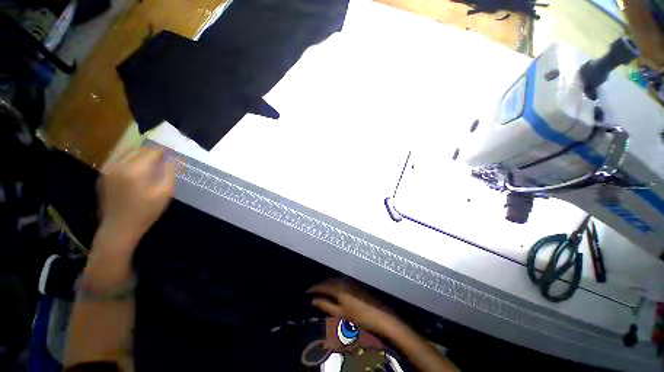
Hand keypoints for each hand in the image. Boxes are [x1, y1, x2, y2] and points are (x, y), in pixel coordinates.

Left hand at [97, 147, 174, 251]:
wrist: (118, 228)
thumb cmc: (146, 211)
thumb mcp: (165, 193)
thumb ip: (170, 173)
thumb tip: (175, 159)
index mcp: (135, 170)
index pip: (152, 151)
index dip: (164, 151)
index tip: (172, 154)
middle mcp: (118, 165)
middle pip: (139, 149)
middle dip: (152, 152)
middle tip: (163, 159)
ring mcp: (108, 170)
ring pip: (127, 152)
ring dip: (140, 155)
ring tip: (150, 163)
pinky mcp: (103, 175)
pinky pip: (118, 160)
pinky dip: (129, 160)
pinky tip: (136, 170)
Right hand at [308, 277, 402, 337]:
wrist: (380, 315)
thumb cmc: (359, 316)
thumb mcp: (340, 313)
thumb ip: (326, 305)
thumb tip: (313, 300)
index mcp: (338, 287)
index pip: (322, 286)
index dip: (313, 288)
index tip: (305, 292)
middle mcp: (343, 281)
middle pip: (328, 281)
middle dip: (319, 285)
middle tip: (312, 292)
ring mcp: (350, 281)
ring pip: (334, 280)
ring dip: (327, 284)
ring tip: (321, 291)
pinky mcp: (355, 283)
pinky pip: (341, 280)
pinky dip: (334, 284)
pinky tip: (333, 289)